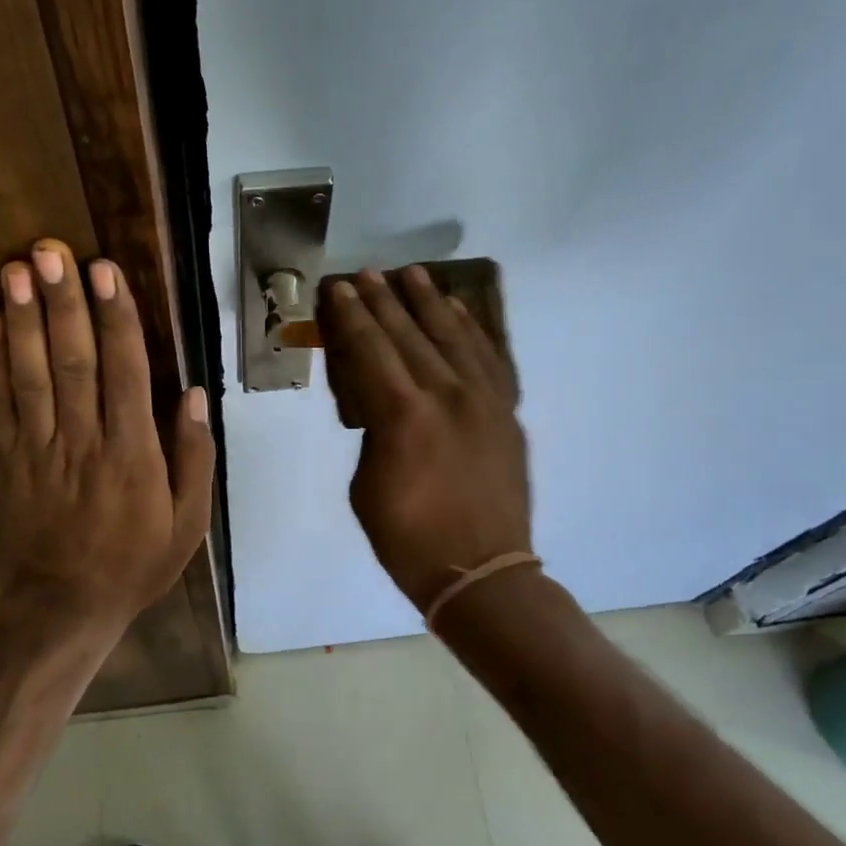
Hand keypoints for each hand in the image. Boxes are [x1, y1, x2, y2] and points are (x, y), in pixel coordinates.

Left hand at [0, 240, 213, 632]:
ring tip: (16, 268)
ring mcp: (38, 449)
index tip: (104, 272)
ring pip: (31, 374)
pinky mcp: (7, 459)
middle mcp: (84, 441)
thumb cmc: (138, 558)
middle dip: (63, 303)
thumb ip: (195, 456)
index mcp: (132, 453)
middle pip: (72, 362)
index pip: (125, 371)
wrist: (68, 602)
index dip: (115, 318)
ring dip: (23, 319)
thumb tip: (195, 393)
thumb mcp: (189, 519)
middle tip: (52, 250)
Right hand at [321, 266, 531, 611]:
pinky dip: (471, 329)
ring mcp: (484, 400)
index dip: (351, 317)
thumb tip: (379, 403)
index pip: (370, 350)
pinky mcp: (506, 412)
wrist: (481, 572)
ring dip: (428, 302)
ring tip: (411, 275)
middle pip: (408, 334)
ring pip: (452, 336)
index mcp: (403, 416)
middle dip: (383, 301)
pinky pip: (489, 358)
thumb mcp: (366, 486)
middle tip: (367, 274)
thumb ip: (371, 433)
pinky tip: (457, 310)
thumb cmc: (408, 539)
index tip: (339, 289)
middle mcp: (446, 395)